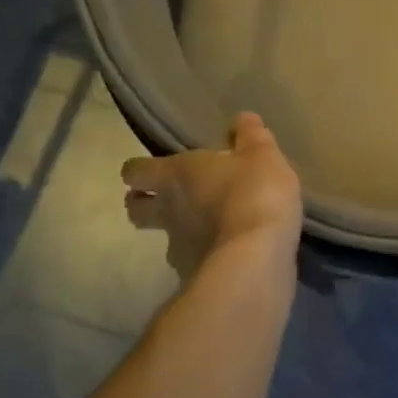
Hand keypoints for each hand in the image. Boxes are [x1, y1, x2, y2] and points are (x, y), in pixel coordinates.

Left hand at [122, 113, 303, 278]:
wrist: (256, 261)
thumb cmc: (252, 194)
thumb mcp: (262, 155)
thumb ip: (250, 136)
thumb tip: (242, 119)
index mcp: (175, 176)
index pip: (135, 171)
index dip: (139, 170)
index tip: (152, 169)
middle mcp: (168, 211)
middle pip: (136, 209)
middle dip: (144, 203)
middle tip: (166, 198)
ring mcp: (179, 249)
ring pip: (166, 238)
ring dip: (181, 232)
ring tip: (210, 227)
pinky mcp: (196, 278)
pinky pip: (195, 262)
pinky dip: (207, 256)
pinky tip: (231, 252)